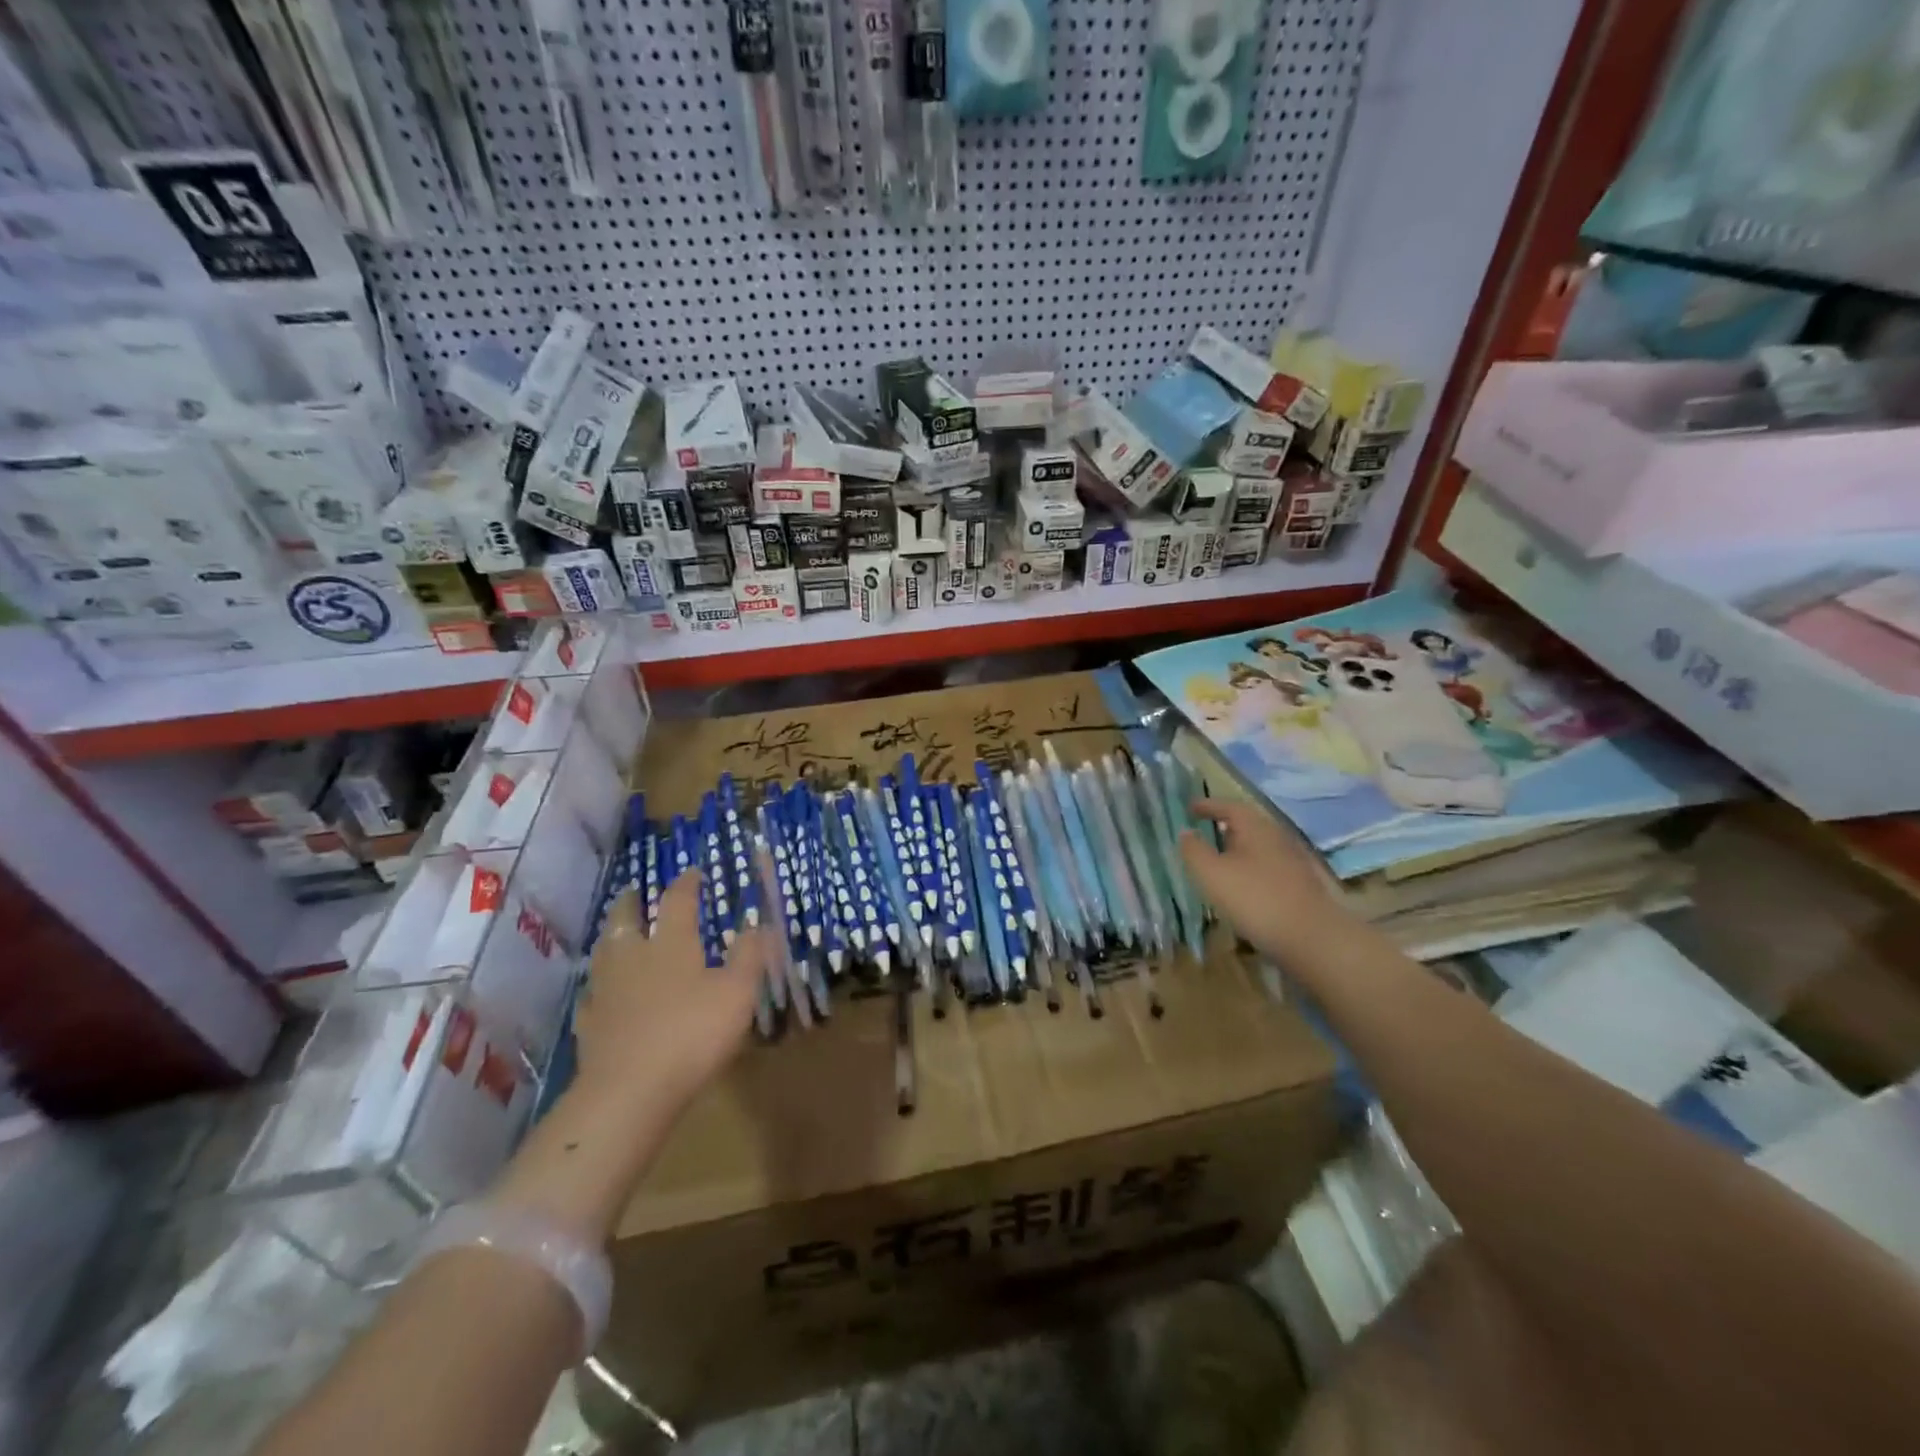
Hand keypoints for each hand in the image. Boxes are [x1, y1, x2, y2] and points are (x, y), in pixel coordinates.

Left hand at [572, 873, 767, 1118]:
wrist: (629, 1091)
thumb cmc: (692, 1034)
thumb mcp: (737, 993)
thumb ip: (749, 957)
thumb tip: (758, 923)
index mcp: (671, 944)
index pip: (677, 902)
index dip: (686, 884)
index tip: (693, 872)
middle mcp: (634, 958)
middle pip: (626, 920)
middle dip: (632, 902)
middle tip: (634, 891)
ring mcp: (606, 992)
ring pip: (604, 953)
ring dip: (611, 937)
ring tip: (616, 933)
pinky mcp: (590, 1025)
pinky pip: (592, 995)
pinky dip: (598, 986)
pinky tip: (601, 993)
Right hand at [1178, 797, 1345, 959]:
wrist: (1313, 939)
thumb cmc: (1256, 899)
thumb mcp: (1212, 874)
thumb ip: (1194, 850)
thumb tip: (1185, 832)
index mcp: (1256, 827)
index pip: (1229, 806)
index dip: (1208, 805)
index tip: (1190, 808)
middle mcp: (1278, 837)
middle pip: (1248, 824)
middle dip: (1224, 826)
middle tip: (1203, 831)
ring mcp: (1293, 862)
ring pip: (1259, 847)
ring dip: (1238, 850)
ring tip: (1219, 861)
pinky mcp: (1301, 886)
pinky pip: (1268, 867)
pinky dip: (1251, 869)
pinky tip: (1242, 887)